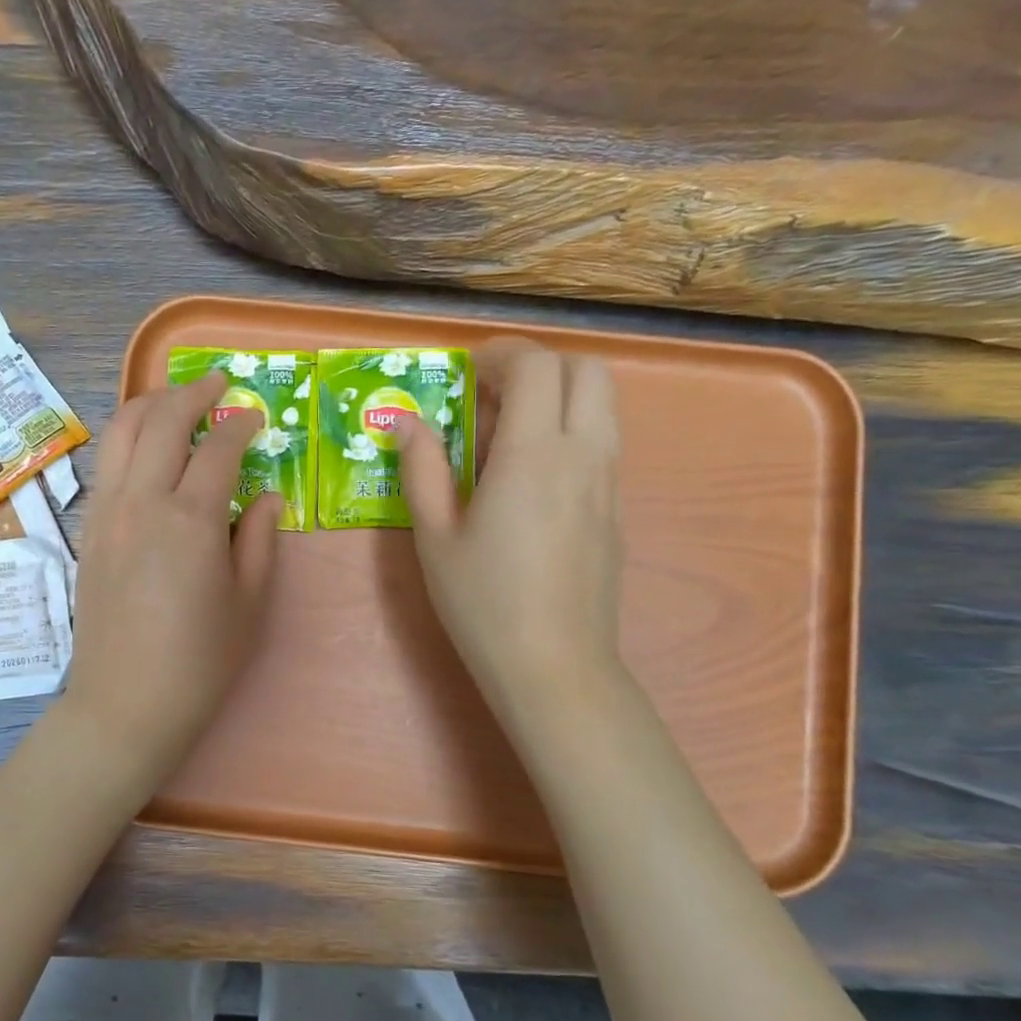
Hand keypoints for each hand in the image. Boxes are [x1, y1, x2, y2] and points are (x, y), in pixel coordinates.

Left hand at [62, 372, 281, 783]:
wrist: (125, 704)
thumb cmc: (199, 661)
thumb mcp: (248, 602)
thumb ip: (259, 538)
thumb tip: (265, 494)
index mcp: (190, 519)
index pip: (218, 449)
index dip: (240, 425)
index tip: (255, 417)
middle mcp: (142, 502)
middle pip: (162, 421)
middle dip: (192, 394)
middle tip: (218, 384)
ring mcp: (106, 513)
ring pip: (121, 433)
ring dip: (151, 404)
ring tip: (176, 399)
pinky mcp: (88, 530)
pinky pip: (106, 464)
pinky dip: (127, 438)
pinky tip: (146, 448)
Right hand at [397, 339, 623, 718]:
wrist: (554, 666)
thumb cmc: (483, 602)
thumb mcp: (435, 535)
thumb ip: (422, 468)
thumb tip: (406, 422)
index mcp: (534, 455)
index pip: (537, 367)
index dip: (502, 354)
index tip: (467, 371)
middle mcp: (583, 455)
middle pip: (586, 371)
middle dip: (539, 366)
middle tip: (491, 395)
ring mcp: (608, 483)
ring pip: (602, 405)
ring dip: (558, 397)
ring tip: (506, 434)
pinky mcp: (615, 510)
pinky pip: (601, 443)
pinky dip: (569, 431)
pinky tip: (528, 477)